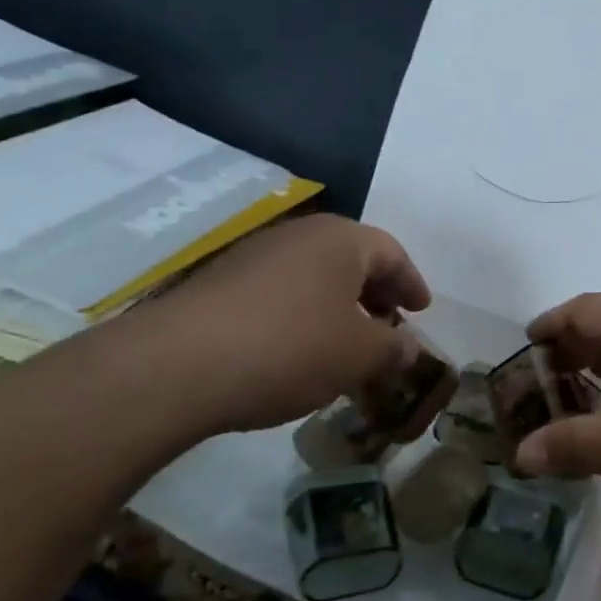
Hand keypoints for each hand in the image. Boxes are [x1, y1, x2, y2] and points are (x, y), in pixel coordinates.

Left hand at [115, 214, 431, 435]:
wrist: (179, 365)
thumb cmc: (290, 348)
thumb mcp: (358, 355)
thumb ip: (393, 349)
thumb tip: (407, 348)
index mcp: (340, 240)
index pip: (392, 253)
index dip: (412, 283)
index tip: (422, 310)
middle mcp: (299, 235)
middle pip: (351, 259)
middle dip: (375, 293)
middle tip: (388, 325)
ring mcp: (254, 255)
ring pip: (313, 275)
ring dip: (337, 305)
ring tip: (344, 342)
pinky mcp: (220, 282)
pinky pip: (279, 291)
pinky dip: (301, 314)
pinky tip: (297, 349)